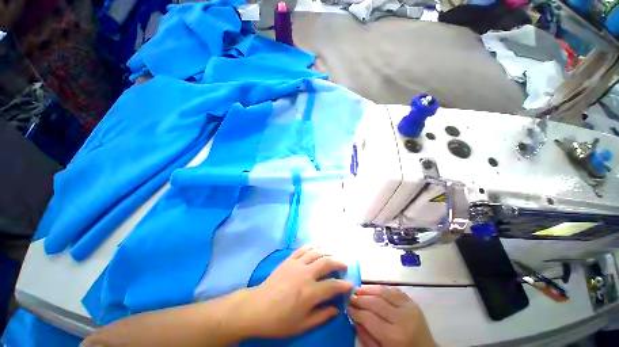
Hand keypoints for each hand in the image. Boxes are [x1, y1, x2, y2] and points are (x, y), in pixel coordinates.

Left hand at [238, 246, 352, 337]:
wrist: (257, 308)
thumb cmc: (279, 321)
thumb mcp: (302, 325)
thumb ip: (322, 316)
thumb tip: (337, 309)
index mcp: (310, 293)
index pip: (333, 286)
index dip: (344, 285)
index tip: (350, 284)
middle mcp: (306, 274)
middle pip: (327, 262)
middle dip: (339, 262)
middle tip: (345, 264)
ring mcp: (297, 264)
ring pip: (316, 252)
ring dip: (327, 252)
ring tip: (333, 255)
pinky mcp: (289, 259)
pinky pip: (303, 249)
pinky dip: (313, 246)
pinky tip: (317, 247)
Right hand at [349, 286, 436, 346]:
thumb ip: (367, 337)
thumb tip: (353, 318)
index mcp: (395, 337)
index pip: (369, 318)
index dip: (356, 311)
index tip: (347, 307)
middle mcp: (402, 319)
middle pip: (375, 302)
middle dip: (360, 298)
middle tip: (350, 296)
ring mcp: (409, 307)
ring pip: (383, 291)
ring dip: (368, 289)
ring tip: (358, 289)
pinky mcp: (412, 302)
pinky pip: (394, 290)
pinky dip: (381, 288)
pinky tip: (373, 289)